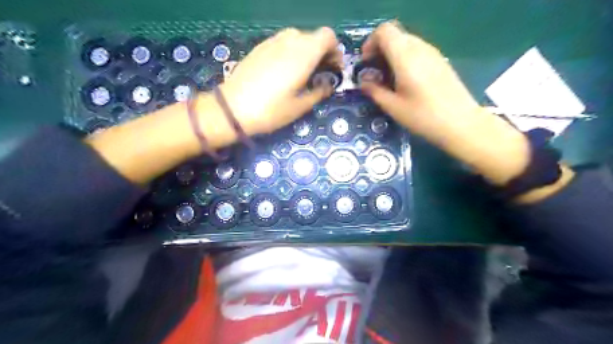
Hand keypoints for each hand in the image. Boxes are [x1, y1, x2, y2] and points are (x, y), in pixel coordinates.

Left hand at [216, 26, 341, 134]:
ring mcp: (272, 42)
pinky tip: (284, 70)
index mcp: (304, 54)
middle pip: (313, 36)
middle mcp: (289, 41)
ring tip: (302, 71)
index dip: (335, 50)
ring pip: (297, 38)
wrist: (233, 108)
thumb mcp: (300, 106)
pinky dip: (290, 51)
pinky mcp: (259, 47)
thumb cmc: (271, 110)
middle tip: (320, 72)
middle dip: (321, 52)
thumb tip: (328, 84)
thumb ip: (319, 92)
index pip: (328, 36)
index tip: (333, 67)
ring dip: (306, 51)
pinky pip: (281, 43)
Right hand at [360, 20, 531, 187]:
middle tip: (374, 73)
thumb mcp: (393, 107)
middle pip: (395, 35)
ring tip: (388, 79)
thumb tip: (364, 82)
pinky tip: (405, 81)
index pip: (384, 31)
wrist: (461, 123)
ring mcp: (432, 53)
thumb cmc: (423, 116)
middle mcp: (420, 48)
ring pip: (406, 42)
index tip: (366, 63)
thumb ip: (375, 91)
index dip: (370, 43)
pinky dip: (405, 59)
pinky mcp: (440, 61)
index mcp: (405, 56)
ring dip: (392, 55)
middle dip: (379, 50)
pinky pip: (417, 51)